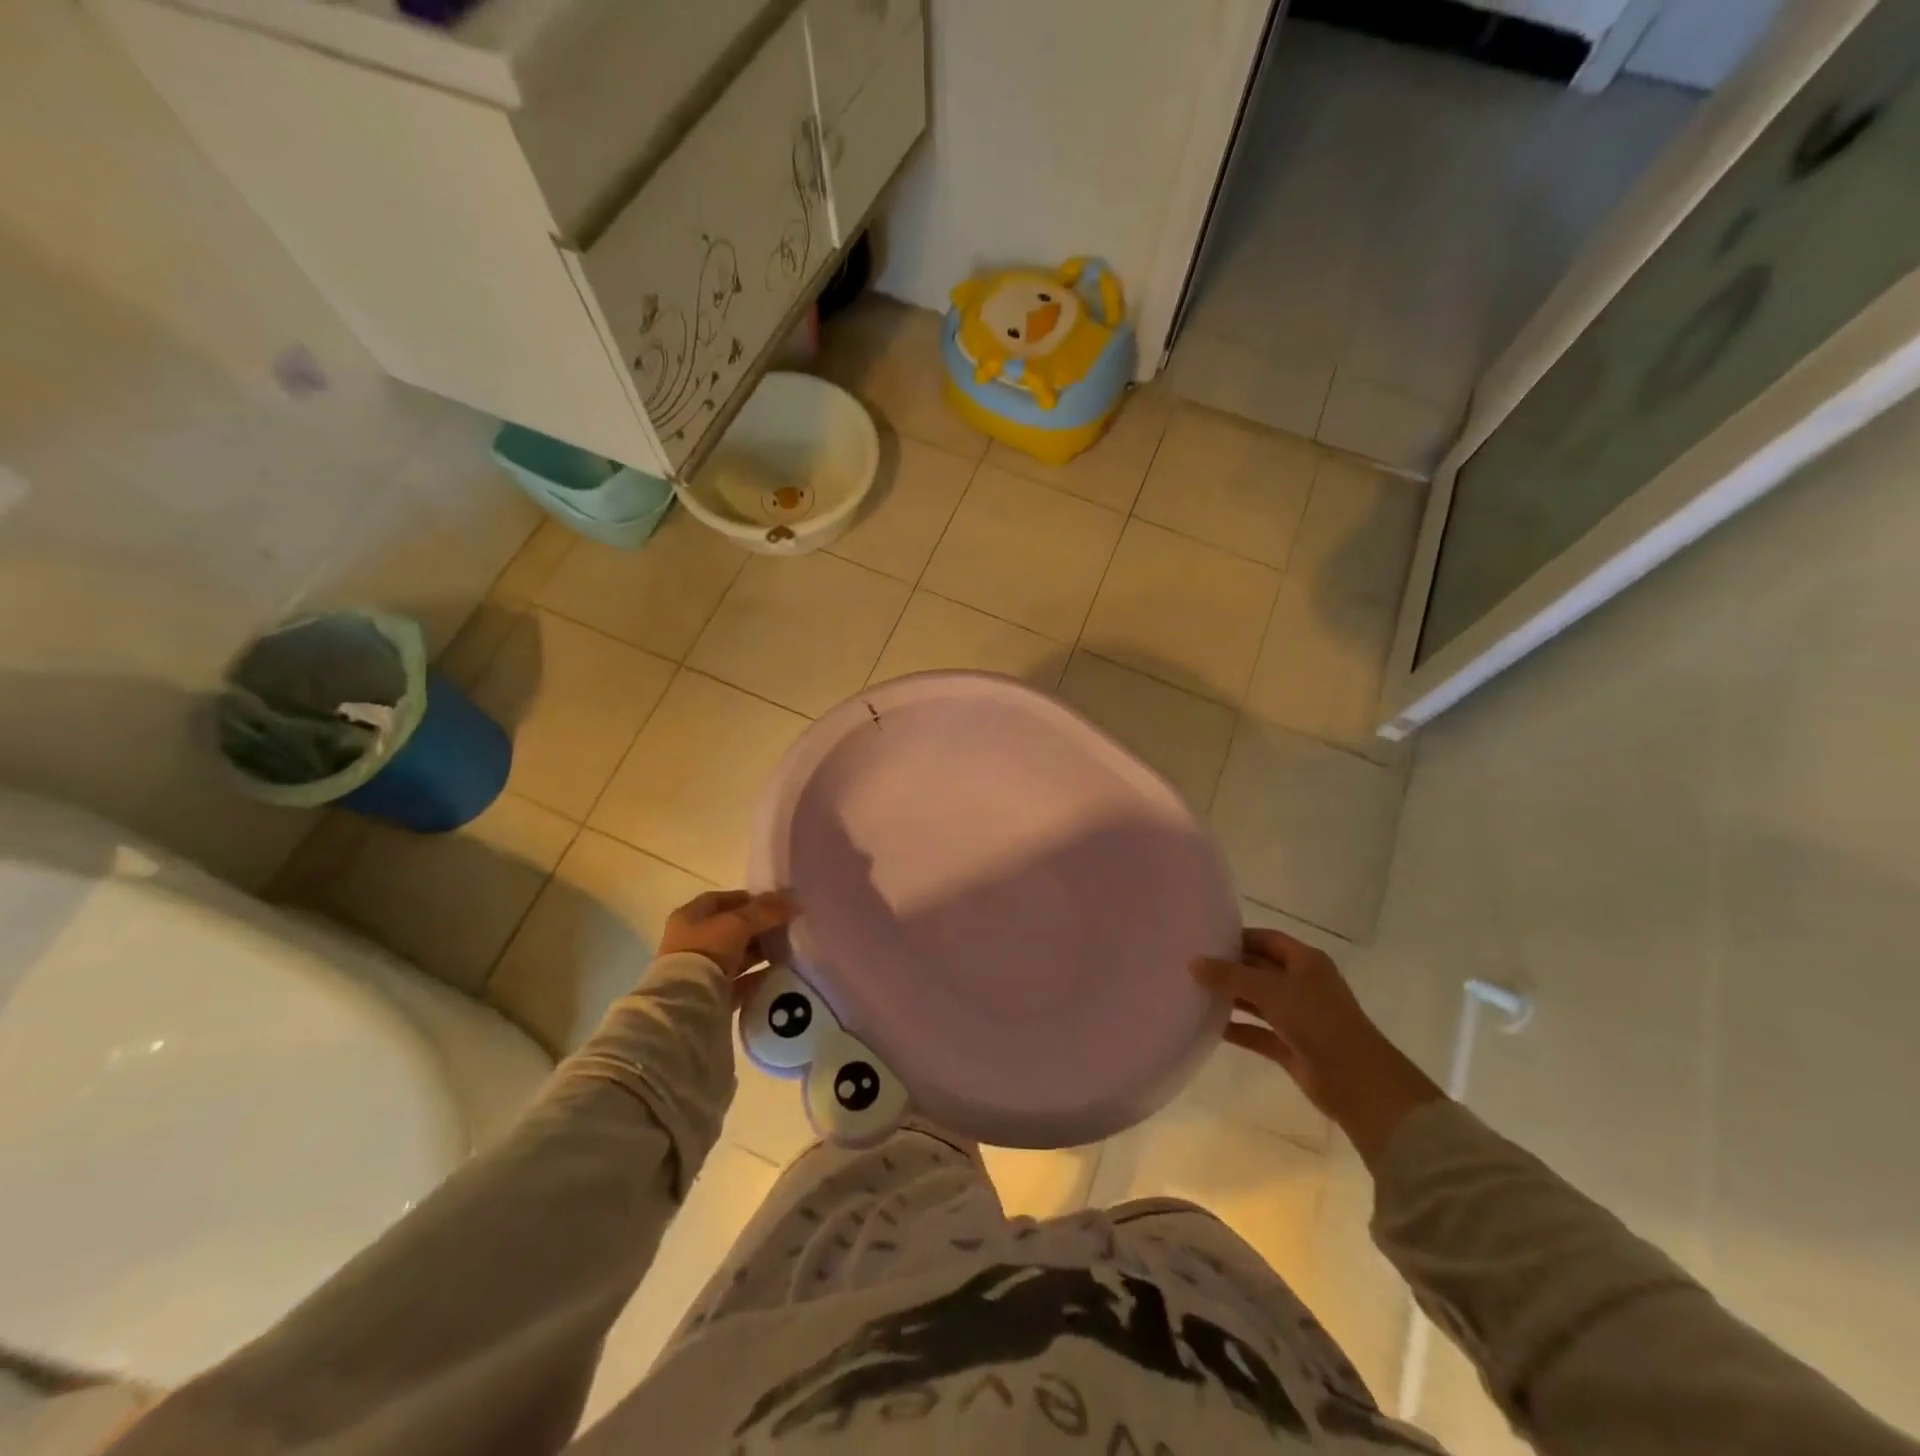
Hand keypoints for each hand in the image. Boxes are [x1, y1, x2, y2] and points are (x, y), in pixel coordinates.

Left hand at [658, 890, 797, 992]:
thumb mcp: (739, 923)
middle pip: (731, 928)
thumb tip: (795, 901)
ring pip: (737, 955)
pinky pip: (741, 980)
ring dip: (760, 951)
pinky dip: (759, 975)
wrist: (687, 1003)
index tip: (775, 903)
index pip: (721, 900)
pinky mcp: (712, 994)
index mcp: (690, 917)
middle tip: (786, 926)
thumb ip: (767, 910)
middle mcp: (692, 941)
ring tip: (787, 949)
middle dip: (759, 926)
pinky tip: (780, 972)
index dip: (749, 899)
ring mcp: (701, 969)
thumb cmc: (707, 950)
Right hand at [1192, 927, 1442, 1167]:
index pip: (1266, 939)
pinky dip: (1237, 1028)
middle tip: (1190, 966)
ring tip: (1193, 992)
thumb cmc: (1318, 1022)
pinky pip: (1257, 1032)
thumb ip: (1231, 976)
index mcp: (1305, 962)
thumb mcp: (1272, 991)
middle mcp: (1302, 984)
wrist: (1358, 1082)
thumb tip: (1193, 963)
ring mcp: (1297, 1016)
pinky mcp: (1290, 1046)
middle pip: (1259, 969)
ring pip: (1257, 1000)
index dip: (1238, 937)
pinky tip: (1208, 1026)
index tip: (1204, 939)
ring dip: (1230, 997)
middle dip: (1229, 968)